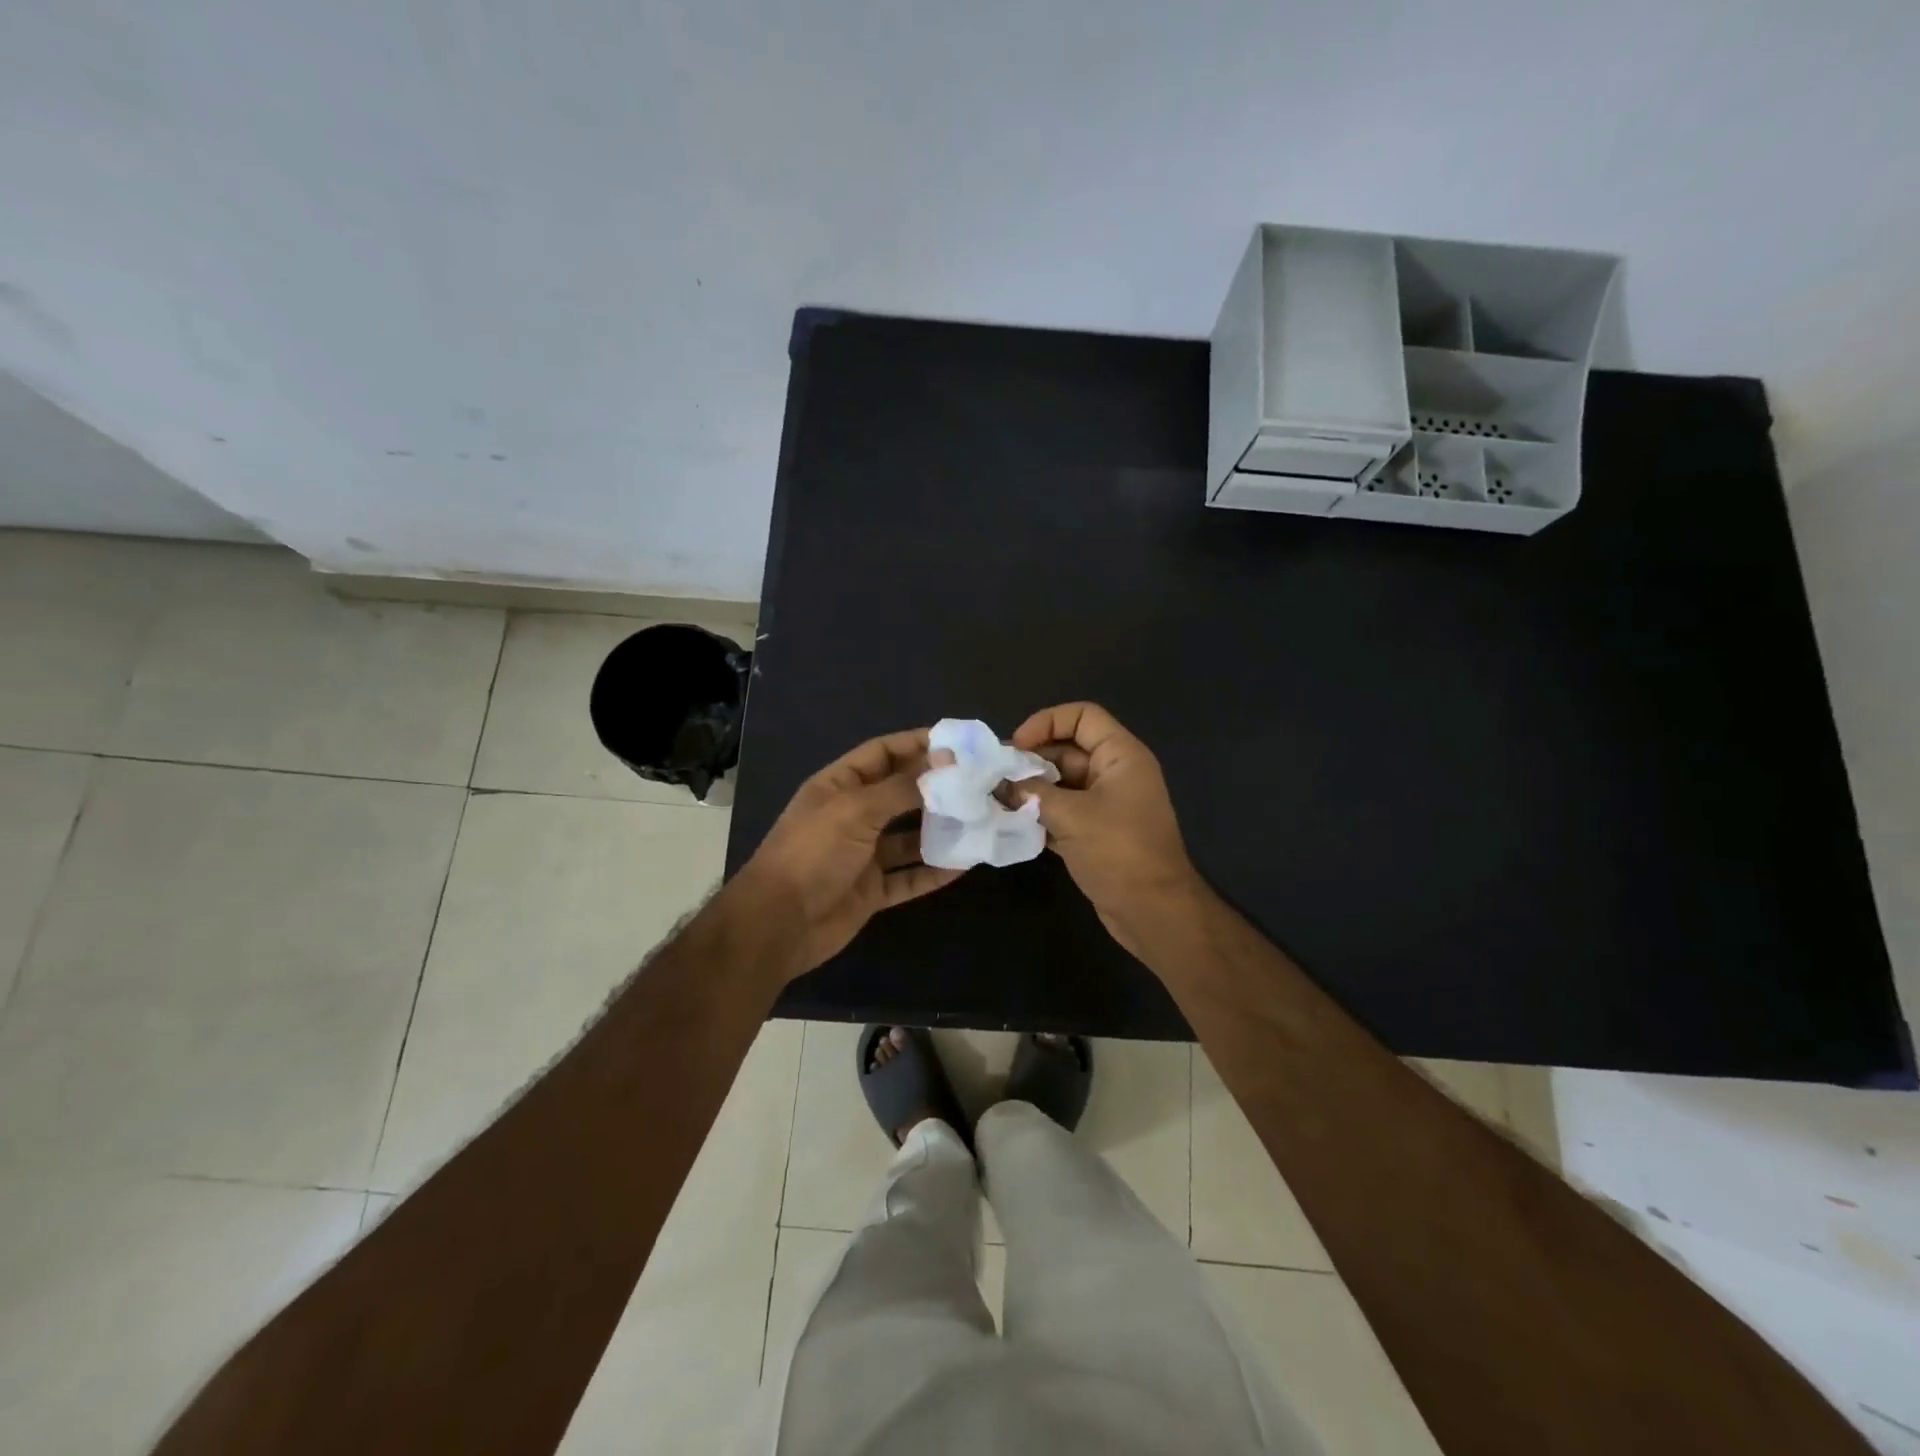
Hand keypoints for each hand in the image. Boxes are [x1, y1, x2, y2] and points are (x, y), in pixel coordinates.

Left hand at [728, 728, 961, 979]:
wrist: (779, 924)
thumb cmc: (812, 853)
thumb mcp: (856, 810)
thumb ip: (901, 788)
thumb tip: (945, 763)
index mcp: (839, 786)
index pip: (882, 753)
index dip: (916, 744)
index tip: (958, 744)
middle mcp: (852, 815)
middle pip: (900, 793)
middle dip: (936, 788)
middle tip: (979, 782)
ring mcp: (862, 854)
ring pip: (909, 836)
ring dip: (941, 829)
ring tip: (981, 820)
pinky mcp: (872, 890)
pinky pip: (909, 876)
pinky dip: (934, 870)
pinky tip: (966, 863)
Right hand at [1011, 703, 1202, 954]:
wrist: (1153, 911)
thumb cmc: (1118, 851)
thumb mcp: (1071, 815)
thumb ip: (1033, 794)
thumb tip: (1003, 785)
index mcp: (1120, 756)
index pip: (1082, 717)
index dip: (1047, 722)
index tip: (1016, 746)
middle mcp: (1115, 774)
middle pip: (1068, 750)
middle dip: (1032, 760)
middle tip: (996, 777)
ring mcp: (1106, 805)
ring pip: (1062, 784)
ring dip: (1032, 790)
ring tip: (997, 799)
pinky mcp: (1097, 833)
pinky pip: (1064, 812)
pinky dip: (1040, 815)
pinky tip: (1012, 823)